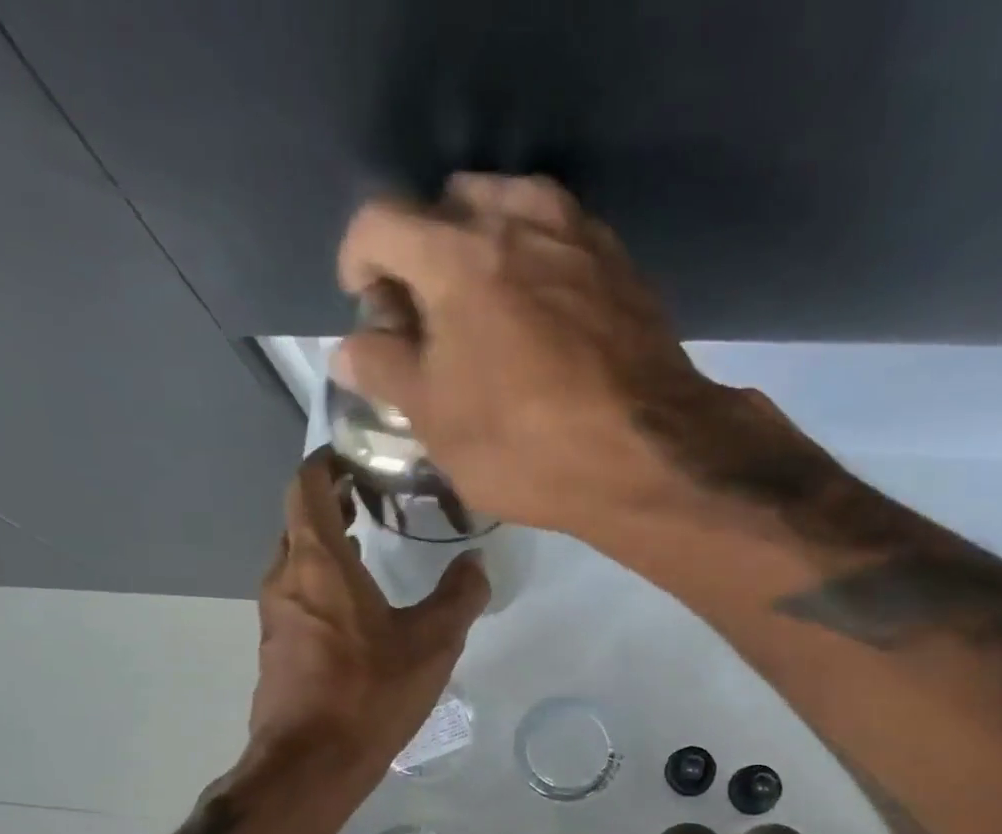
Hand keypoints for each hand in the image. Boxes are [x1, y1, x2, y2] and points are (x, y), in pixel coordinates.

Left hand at [249, 447, 487, 772]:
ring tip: (368, 544)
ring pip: (296, 561)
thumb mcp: (432, 643)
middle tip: (371, 497)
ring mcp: (274, 616)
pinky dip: (321, 582)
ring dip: (326, 545)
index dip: (325, 463)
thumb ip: (460, 596)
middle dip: (329, 502)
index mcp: (318, 563)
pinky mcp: (276, 648)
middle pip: (297, 520)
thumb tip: (477, 562)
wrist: (311, 764)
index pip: (305, 486)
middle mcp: (286, 579)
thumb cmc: (370, 693)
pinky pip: (297, 596)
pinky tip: (356, 606)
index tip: (357, 456)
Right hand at [334, 174, 728, 539]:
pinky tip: (541, 321)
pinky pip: (559, 242)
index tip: (367, 305)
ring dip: (482, 252)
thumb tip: (352, 347)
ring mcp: (578, 235)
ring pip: (509, 213)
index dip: (358, 262)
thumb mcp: (437, 422)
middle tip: (429, 318)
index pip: (379, 222)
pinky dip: (534, 265)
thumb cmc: (527, 447)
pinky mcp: (621, 264)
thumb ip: (385, 371)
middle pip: (446, 207)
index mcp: (456, 254)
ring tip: (486, 316)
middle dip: (423, 254)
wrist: (650, 458)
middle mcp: (518, 219)